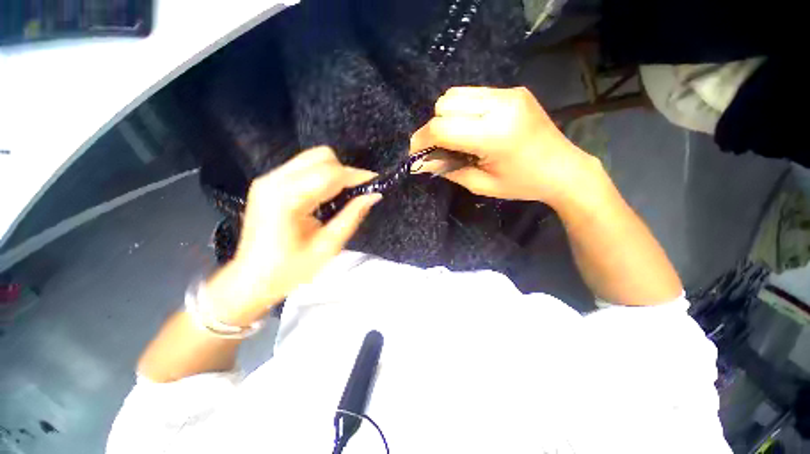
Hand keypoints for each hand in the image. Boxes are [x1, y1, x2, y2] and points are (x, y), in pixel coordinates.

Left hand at [205, 146, 379, 324]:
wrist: (252, 278)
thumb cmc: (290, 269)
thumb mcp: (328, 246)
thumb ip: (352, 216)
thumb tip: (374, 195)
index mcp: (287, 199)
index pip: (330, 174)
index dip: (356, 176)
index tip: (376, 182)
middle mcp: (274, 181)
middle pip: (321, 156)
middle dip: (345, 172)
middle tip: (357, 193)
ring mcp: (268, 179)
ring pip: (312, 158)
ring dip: (334, 173)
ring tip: (343, 195)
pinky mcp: (268, 182)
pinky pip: (303, 167)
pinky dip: (321, 176)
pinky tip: (326, 196)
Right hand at [410, 86, 598, 204]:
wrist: (564, 168)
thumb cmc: (522, 184)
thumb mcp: (481, 185)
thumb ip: (448, 170)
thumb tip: (421, 162)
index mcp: (494, 135)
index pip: (442, 127)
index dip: (422, 140)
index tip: (416, 154)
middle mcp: (500, 105)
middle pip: (445, 103)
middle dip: (433, 128)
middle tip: (437, 148)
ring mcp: (508, 93)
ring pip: (456, 94)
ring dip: (446, 116)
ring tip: (454, 138)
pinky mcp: (513, 91)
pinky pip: (473, 94)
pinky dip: (462, 110)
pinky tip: (471, 127)